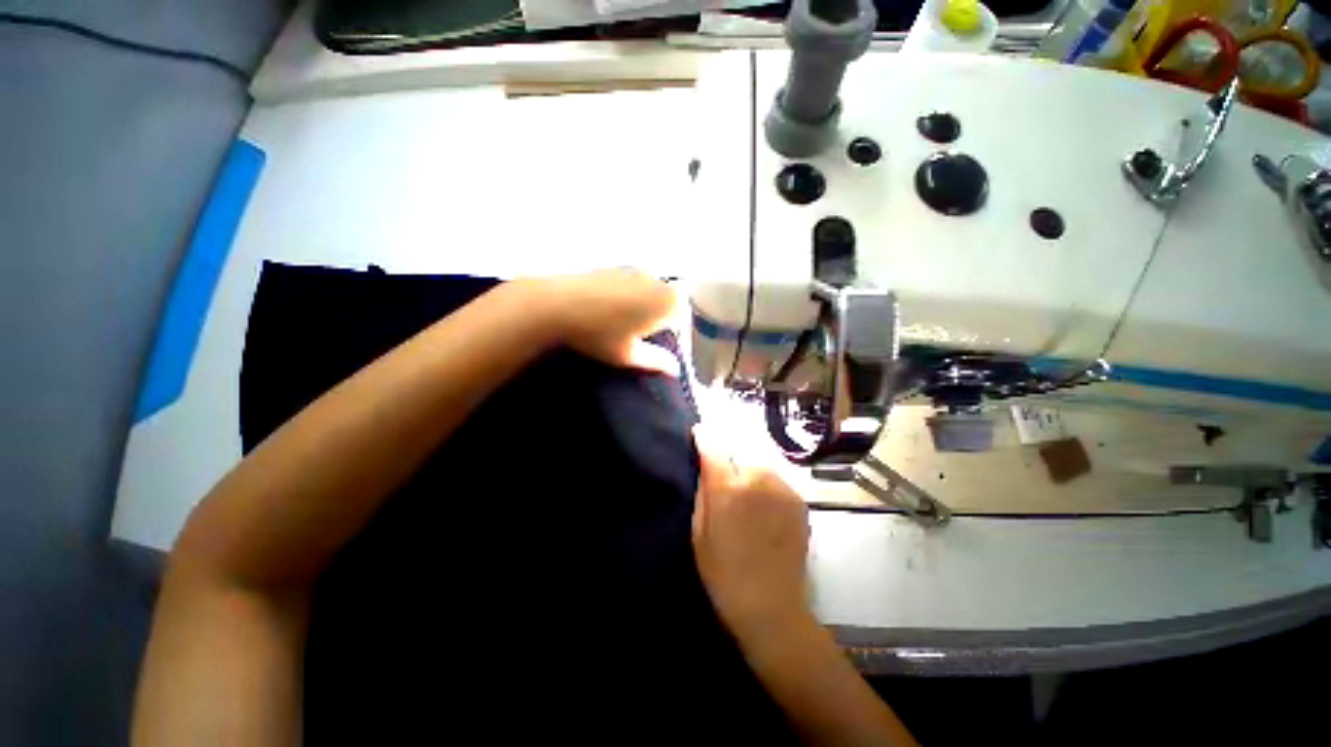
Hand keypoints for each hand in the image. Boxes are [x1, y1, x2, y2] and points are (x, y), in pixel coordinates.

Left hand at [537, 269, 678, 374]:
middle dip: (661, 318)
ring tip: (623, 325)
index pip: (684, 317)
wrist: (554, 305)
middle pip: (669, 301)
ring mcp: (634, 270)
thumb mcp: (628, 356)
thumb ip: (656, 362)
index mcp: (667, 302)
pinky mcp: (614, 267)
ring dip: (644, 306)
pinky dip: (628, 297)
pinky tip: (607, 311)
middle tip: (641, 337)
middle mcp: (655, 280)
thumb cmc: (598, 334)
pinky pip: (632, 284)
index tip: (658, 347)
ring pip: (650, 291)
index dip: (675, 333)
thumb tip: (675, 369)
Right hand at [691, 425, 812, 638]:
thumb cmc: (723, 573)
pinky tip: (763, 505)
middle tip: (723, 473)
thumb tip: (704, 463)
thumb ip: (703, 491)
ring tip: (745, 491)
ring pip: (759, 462)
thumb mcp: (699, 532)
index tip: (699, 432)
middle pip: (739, 450)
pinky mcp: (799, 499)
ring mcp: (782, 487)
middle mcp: (758, 478)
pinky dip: (766, 482)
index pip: (713, 446)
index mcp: (728, 488)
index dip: (704, 436)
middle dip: (728, 455)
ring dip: (748, 468)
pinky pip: (776, 478)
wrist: (771, 606)